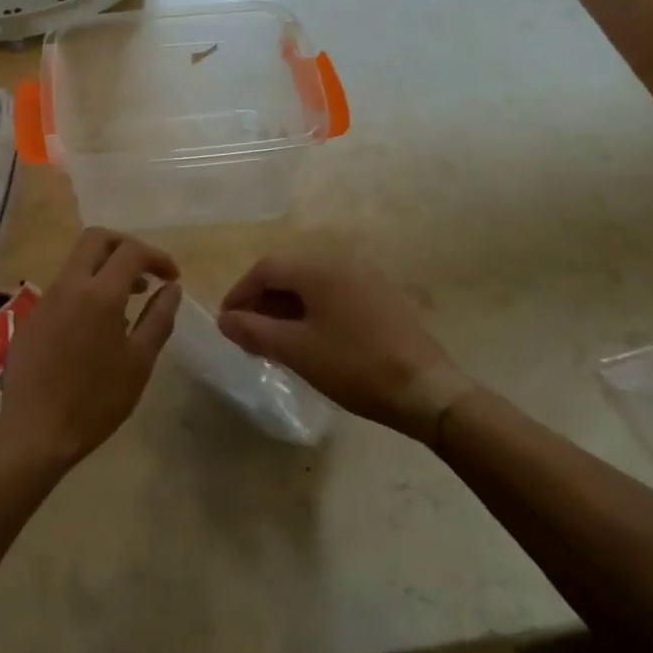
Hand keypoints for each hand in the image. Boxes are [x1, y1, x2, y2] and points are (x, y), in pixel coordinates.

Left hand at [0, 228, 182, 467]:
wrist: (34, 432)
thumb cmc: (96, 400)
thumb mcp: (139, 362)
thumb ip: (158, 318)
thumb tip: (171, 288)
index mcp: (99, 293)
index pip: (131, 250)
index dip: (157, 256)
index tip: (172, 277)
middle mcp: (69, 285)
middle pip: (96, 239)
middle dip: (125, 246)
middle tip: (146, 272)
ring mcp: (45, 299)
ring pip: (77, 262)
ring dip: (105, 268)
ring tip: (127, 301)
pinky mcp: (31, 318)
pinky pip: (63, 288)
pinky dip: (86, 290)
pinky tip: (96, 327)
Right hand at [218, 247, 474, 437]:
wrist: (427, 391)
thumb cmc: (354, 365)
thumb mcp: (296, 350)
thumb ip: (254, 331)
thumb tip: (225, 320)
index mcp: (318, 267)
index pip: (265, 269)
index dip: (240, 293)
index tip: (227, 323)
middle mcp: (341, 261)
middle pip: (288, 273)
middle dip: (262, 301)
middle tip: (247, 334)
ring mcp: (365, 277)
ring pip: (311, 284)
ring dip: (286, 307)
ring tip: (274, 341)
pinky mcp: (380, 296)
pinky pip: (333, 294)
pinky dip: (312, 310)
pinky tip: (309, 339)